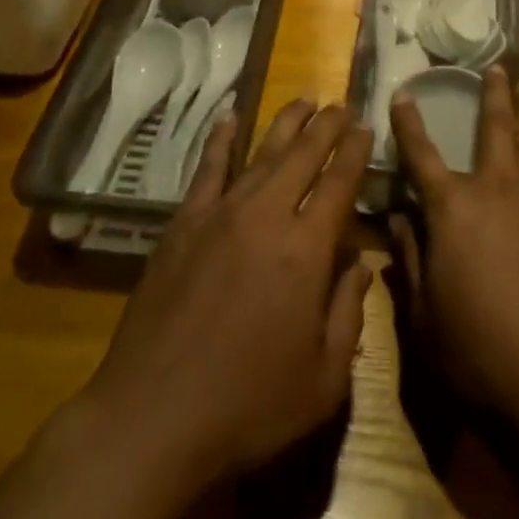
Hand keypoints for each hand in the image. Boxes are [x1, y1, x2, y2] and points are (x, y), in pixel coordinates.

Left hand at [0, 101, 372, 518]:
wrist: (152, 418)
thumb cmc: (247, 408)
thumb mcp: (323, 381)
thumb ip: (349, 315)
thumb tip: (362, 265)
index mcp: (307, 250)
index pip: (339, 183)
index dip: (355, 152)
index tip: (365, 127)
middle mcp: (267, 216)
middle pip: (304, 156)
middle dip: (327, 126)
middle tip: (341, 105)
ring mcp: (221, 214)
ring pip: (262, 153)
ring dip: (287, 123)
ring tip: (305, 100)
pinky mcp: (184, 223)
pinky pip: (207, 169)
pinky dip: (221, 139)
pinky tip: (229, 116)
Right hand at [390, 72, 518, 518]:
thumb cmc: (481, 349)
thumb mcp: (425, 315)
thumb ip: (409, 260)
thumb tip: (397, 217)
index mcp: (453, 208)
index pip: (422, 155)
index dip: (409, 124)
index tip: (403, 93)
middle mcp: (496, 189)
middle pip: (495, 128)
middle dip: (492, 95)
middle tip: (496, 66)